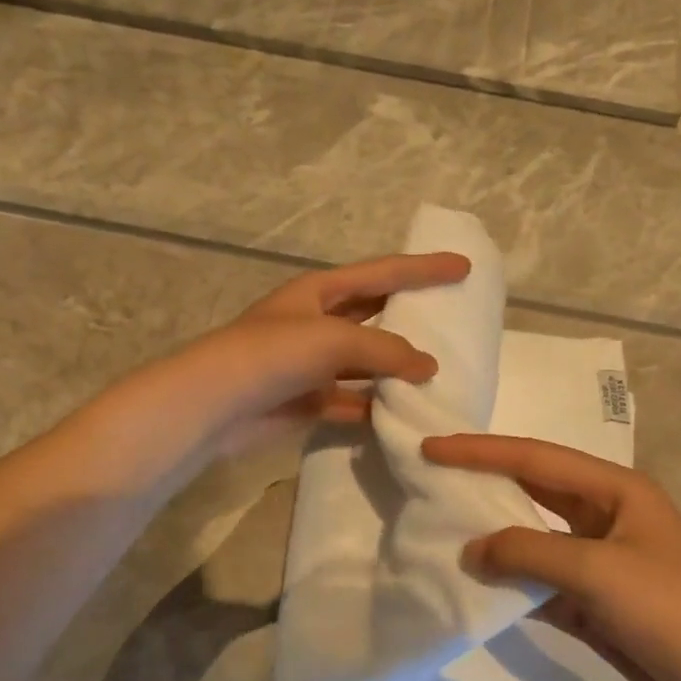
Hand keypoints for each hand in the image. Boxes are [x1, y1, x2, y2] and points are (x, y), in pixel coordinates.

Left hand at [177, 252, 470, 456]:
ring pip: (366, 363)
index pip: (383, 273)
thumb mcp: (334, 339)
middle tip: (453, 321)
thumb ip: (386, 350)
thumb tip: (428, 366)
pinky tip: (403, 414)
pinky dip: (375, 407)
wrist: (216, 404)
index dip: (424, 268)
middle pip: (375, 315)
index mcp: (321, 291)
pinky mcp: (307, 400)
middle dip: (411, 317)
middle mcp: (317, 322)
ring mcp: (311, 363)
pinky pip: (351, 400)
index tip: (464, 266)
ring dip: (396, 369)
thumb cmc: (273, 353)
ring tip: (438, 374)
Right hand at [423, 434, 680, 680]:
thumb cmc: (670, 607)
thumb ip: (529, 554)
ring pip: (532, 535)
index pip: (535, 458)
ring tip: (440, 524)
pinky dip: (509, 579)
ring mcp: (595, 557)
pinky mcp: (590, 597)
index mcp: (613, 489)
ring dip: (492, 533)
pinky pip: (539, 578)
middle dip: (483, 481)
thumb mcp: (597, 571)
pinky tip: (473, 581)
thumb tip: (471, 551)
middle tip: (430, 476)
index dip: (481, 451)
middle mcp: (601, 514)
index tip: (433, 448)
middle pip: (531, 488)